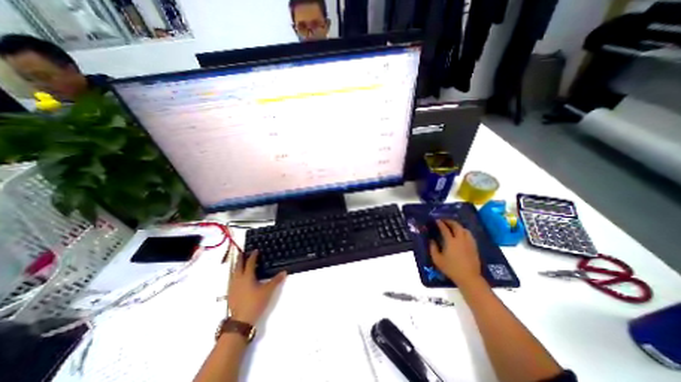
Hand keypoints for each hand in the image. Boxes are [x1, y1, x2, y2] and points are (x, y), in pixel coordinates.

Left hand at [225, 251, 284, 324]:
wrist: (241, 321)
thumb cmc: (255, 303)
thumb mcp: (268, 291)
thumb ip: (276, 280)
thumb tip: (284, 272)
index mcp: (247, 276)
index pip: (250, 263)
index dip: (253, 256)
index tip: (255, 250)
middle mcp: (238, 279)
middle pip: (238, 266)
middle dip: (240, 258)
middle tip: (242, 252)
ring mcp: (232, 287)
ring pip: (233, 273)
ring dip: (236, 266)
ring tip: (238, 262)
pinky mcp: (230, 294)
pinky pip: (231, 279)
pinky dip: (234, 274)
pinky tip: (236, 277)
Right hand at [430, 220, 484, 285]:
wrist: (469, 277)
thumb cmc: (451, 268)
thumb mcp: (437, 259)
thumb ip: (433, 248)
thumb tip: (431, 240)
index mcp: (450, 241)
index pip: (445, 229)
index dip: (440, 223)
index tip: (436, 220)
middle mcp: (460, 239)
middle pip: (456, 226)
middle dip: (450, 221)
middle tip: (444, 221)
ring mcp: (469, 242)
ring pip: (464, 229)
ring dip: (458, 226)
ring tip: (453, 226)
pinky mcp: (474, 246)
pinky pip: (469, 235)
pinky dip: (464, 231)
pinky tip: (461, 234)